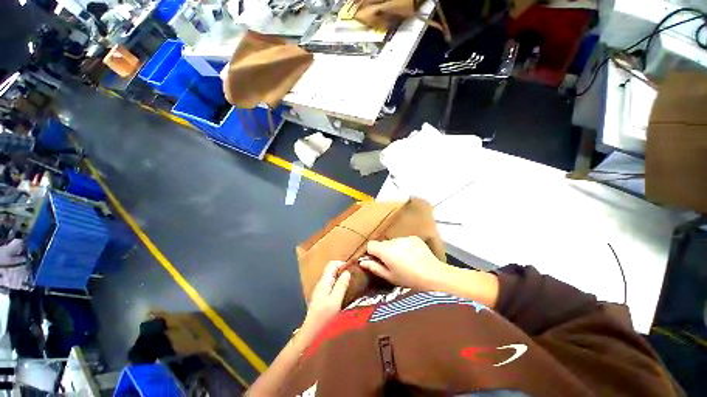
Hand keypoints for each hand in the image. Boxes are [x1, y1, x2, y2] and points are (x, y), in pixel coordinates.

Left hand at [302, 261, 350, 336]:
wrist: (311, 334)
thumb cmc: (323, 318)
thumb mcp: (335, 301)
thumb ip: (341, 285)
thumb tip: (347, 272)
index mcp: (324, 281)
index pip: (332, 264)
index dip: (342, 264)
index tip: (352, 269)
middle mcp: (322, 283)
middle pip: (332, 270)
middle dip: (343, 271)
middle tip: (354, 277)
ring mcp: (321, 290)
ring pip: (333, 278)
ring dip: (342, 278)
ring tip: (352, 284)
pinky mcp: (322, 297)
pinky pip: (332, 285)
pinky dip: (339, 285)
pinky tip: (345, 292)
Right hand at [360, 236, 448, 290]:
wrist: (434, 275)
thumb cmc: (409, 279)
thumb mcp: (390, 277)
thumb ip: (374, 268)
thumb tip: (362, 262)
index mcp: (386, 251)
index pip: (371, 244)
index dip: (371, 252)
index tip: (376, 260)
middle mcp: (394, 241)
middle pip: (382, 243)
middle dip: (383, 251)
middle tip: (391, 263)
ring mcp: (404, 237)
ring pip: (393, 242)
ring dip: (394, 249)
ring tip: (403, 260)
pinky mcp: (413, 237)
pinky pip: (403, 241)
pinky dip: (404, 247)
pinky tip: (412, 255)